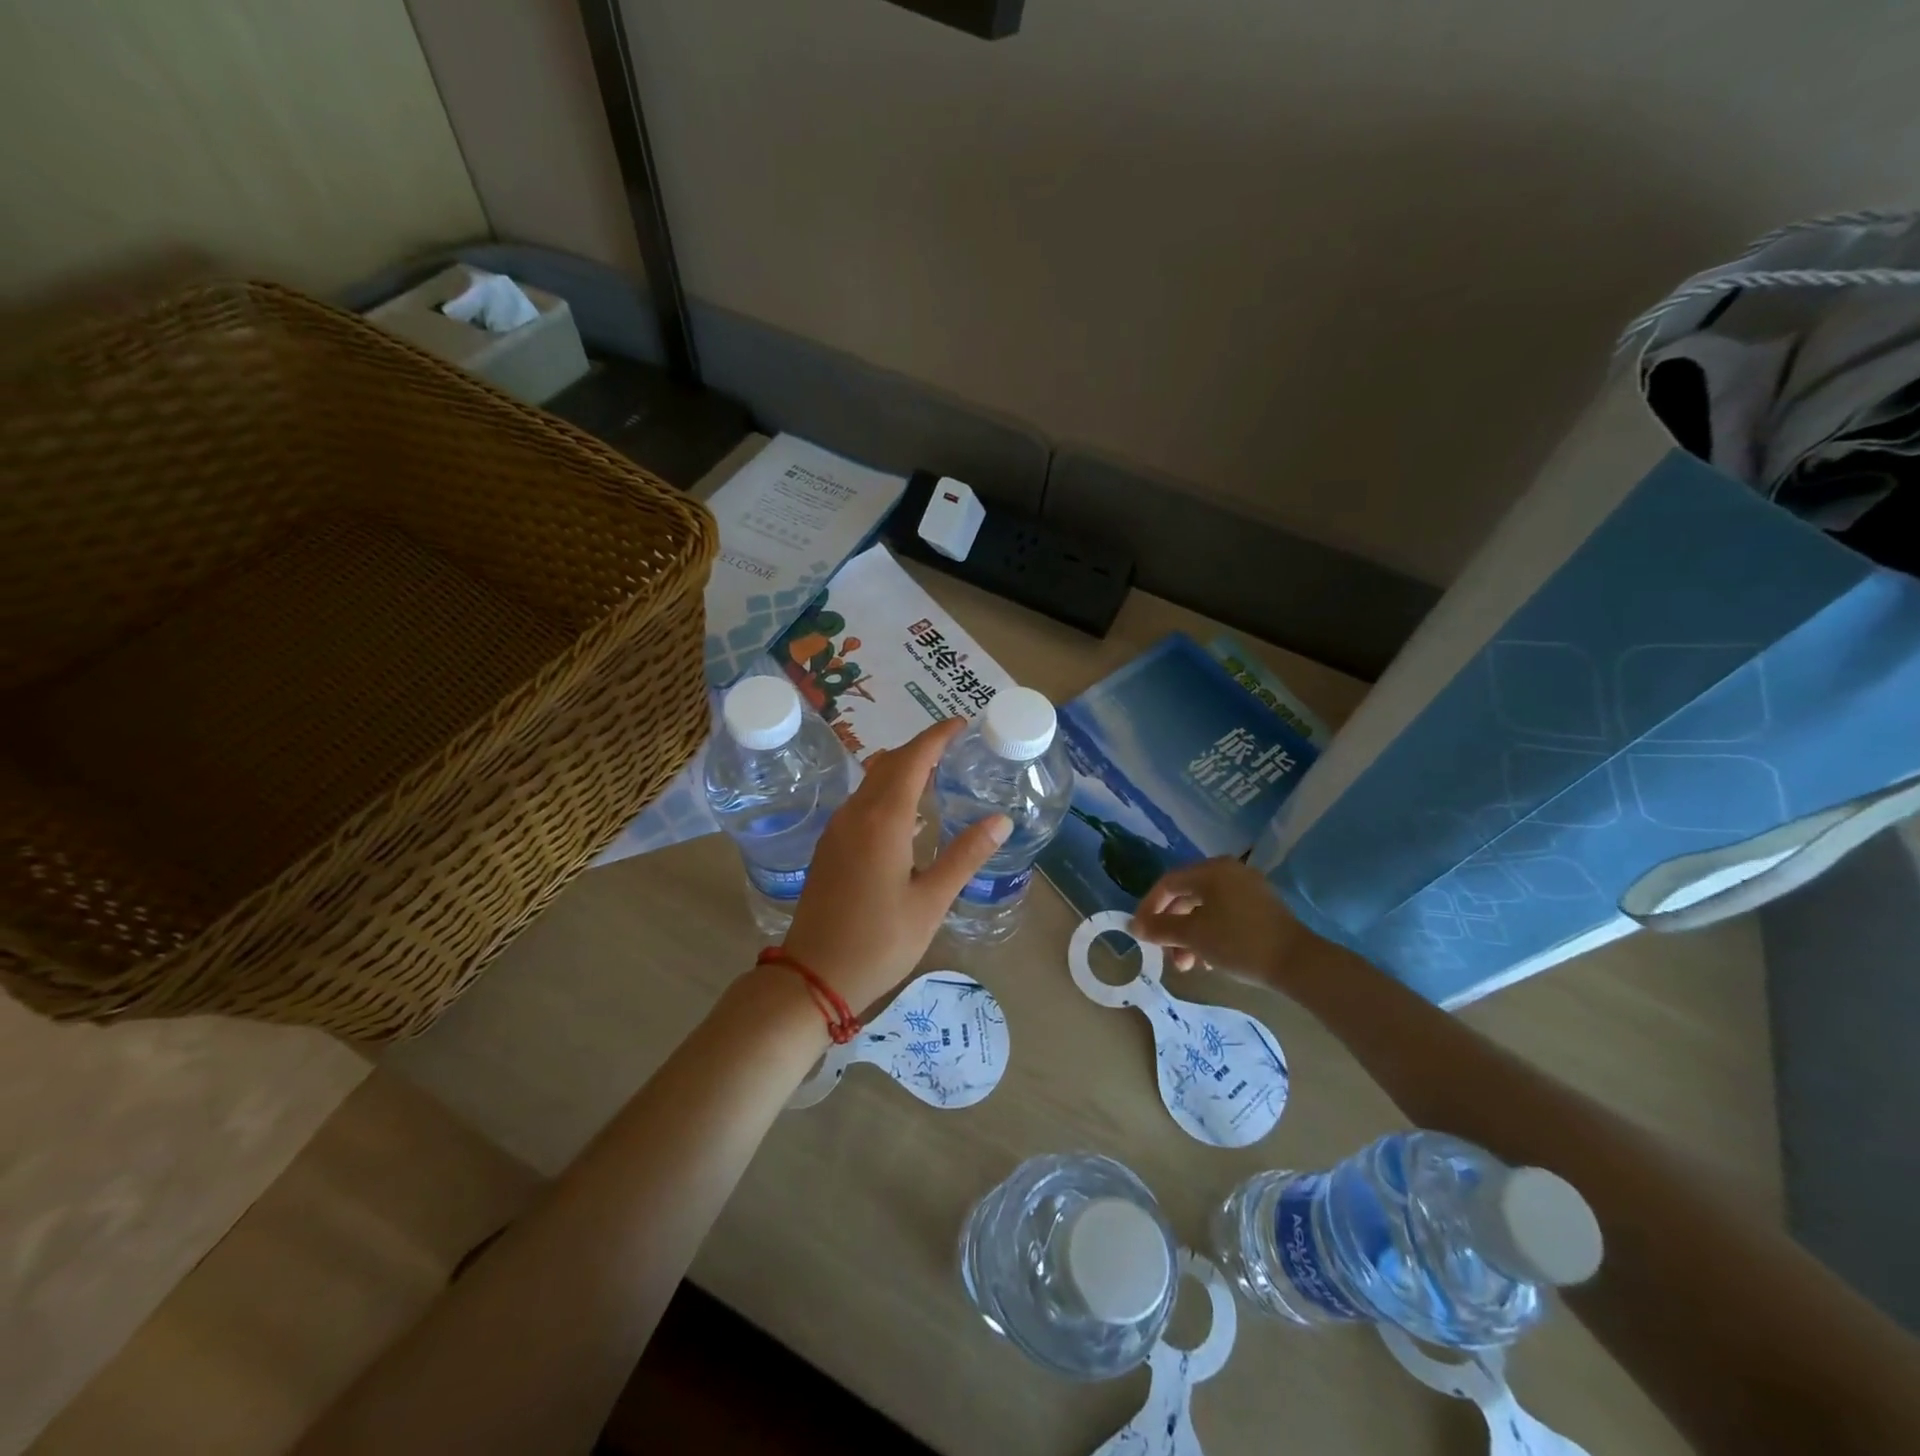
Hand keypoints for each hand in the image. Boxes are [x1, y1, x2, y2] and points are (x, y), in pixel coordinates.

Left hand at [781, 719, 1009, 1013]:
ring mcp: (838, 829)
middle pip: (889, 763)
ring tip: (937, 772)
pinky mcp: (830, 846)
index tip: (962, 723)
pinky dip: (888, 790)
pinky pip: (862, 801)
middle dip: (921, 747)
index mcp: (883, 821)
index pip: (912, 760)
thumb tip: (1000, 820)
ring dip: (902, 768)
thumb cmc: (879, 941)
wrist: (813, 976)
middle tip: (955, 745)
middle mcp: (856, 814)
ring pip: (872, 781)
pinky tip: (907, 813)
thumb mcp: (931, 902)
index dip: (937, 737)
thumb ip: (965, 856)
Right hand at [1131, 857, 1304, 987]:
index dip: (1149, 908)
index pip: (1167, 883)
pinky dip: (1209, 934)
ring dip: (1189, 936)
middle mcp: (1228, 871)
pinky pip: (1223, 914)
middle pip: (1186, 896)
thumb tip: (1134, 926)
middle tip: (1166, 955)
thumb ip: (1160, 928)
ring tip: (1188, 966)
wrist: (1298, 963)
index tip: (1140, 933)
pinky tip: (1209, 961)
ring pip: (1205, 909)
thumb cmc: (1239, 942)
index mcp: (1211, 870)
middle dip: (1171, 928)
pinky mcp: (1260, 908)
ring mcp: (1247, 888)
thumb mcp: (1193, 936)